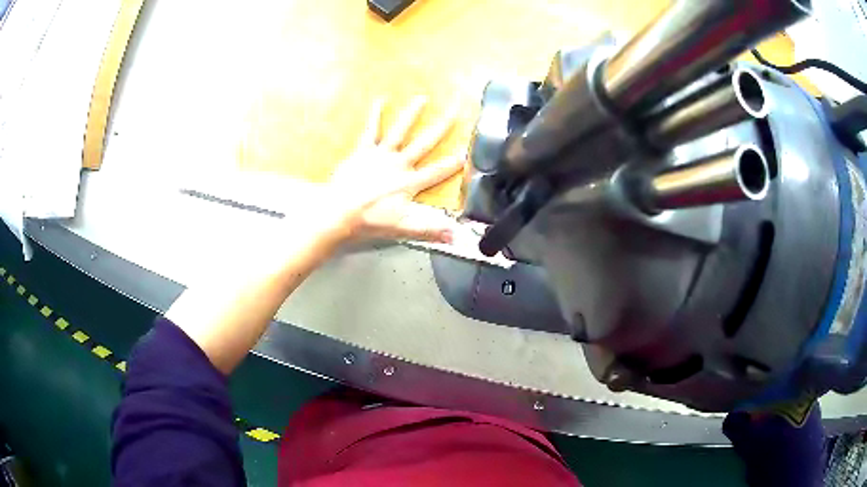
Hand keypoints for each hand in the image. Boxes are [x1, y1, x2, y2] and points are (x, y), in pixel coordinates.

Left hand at [327, 96, 464, 243]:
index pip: (436, 172)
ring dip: (412, 114)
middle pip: (424, 143)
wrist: (339, 211)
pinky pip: (371, 131)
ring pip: (400, 131)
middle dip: (442, 126)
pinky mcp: (363, 151)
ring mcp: (381, 155)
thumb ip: (430, 229)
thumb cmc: (371, 219)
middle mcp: (399, 163)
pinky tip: (380, 100)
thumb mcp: (403, 227)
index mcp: (409, 182)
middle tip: (455, 109)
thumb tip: (456, 236)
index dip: (452, 164)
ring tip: (422, 98)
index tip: (467, 153)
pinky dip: (375, 115)